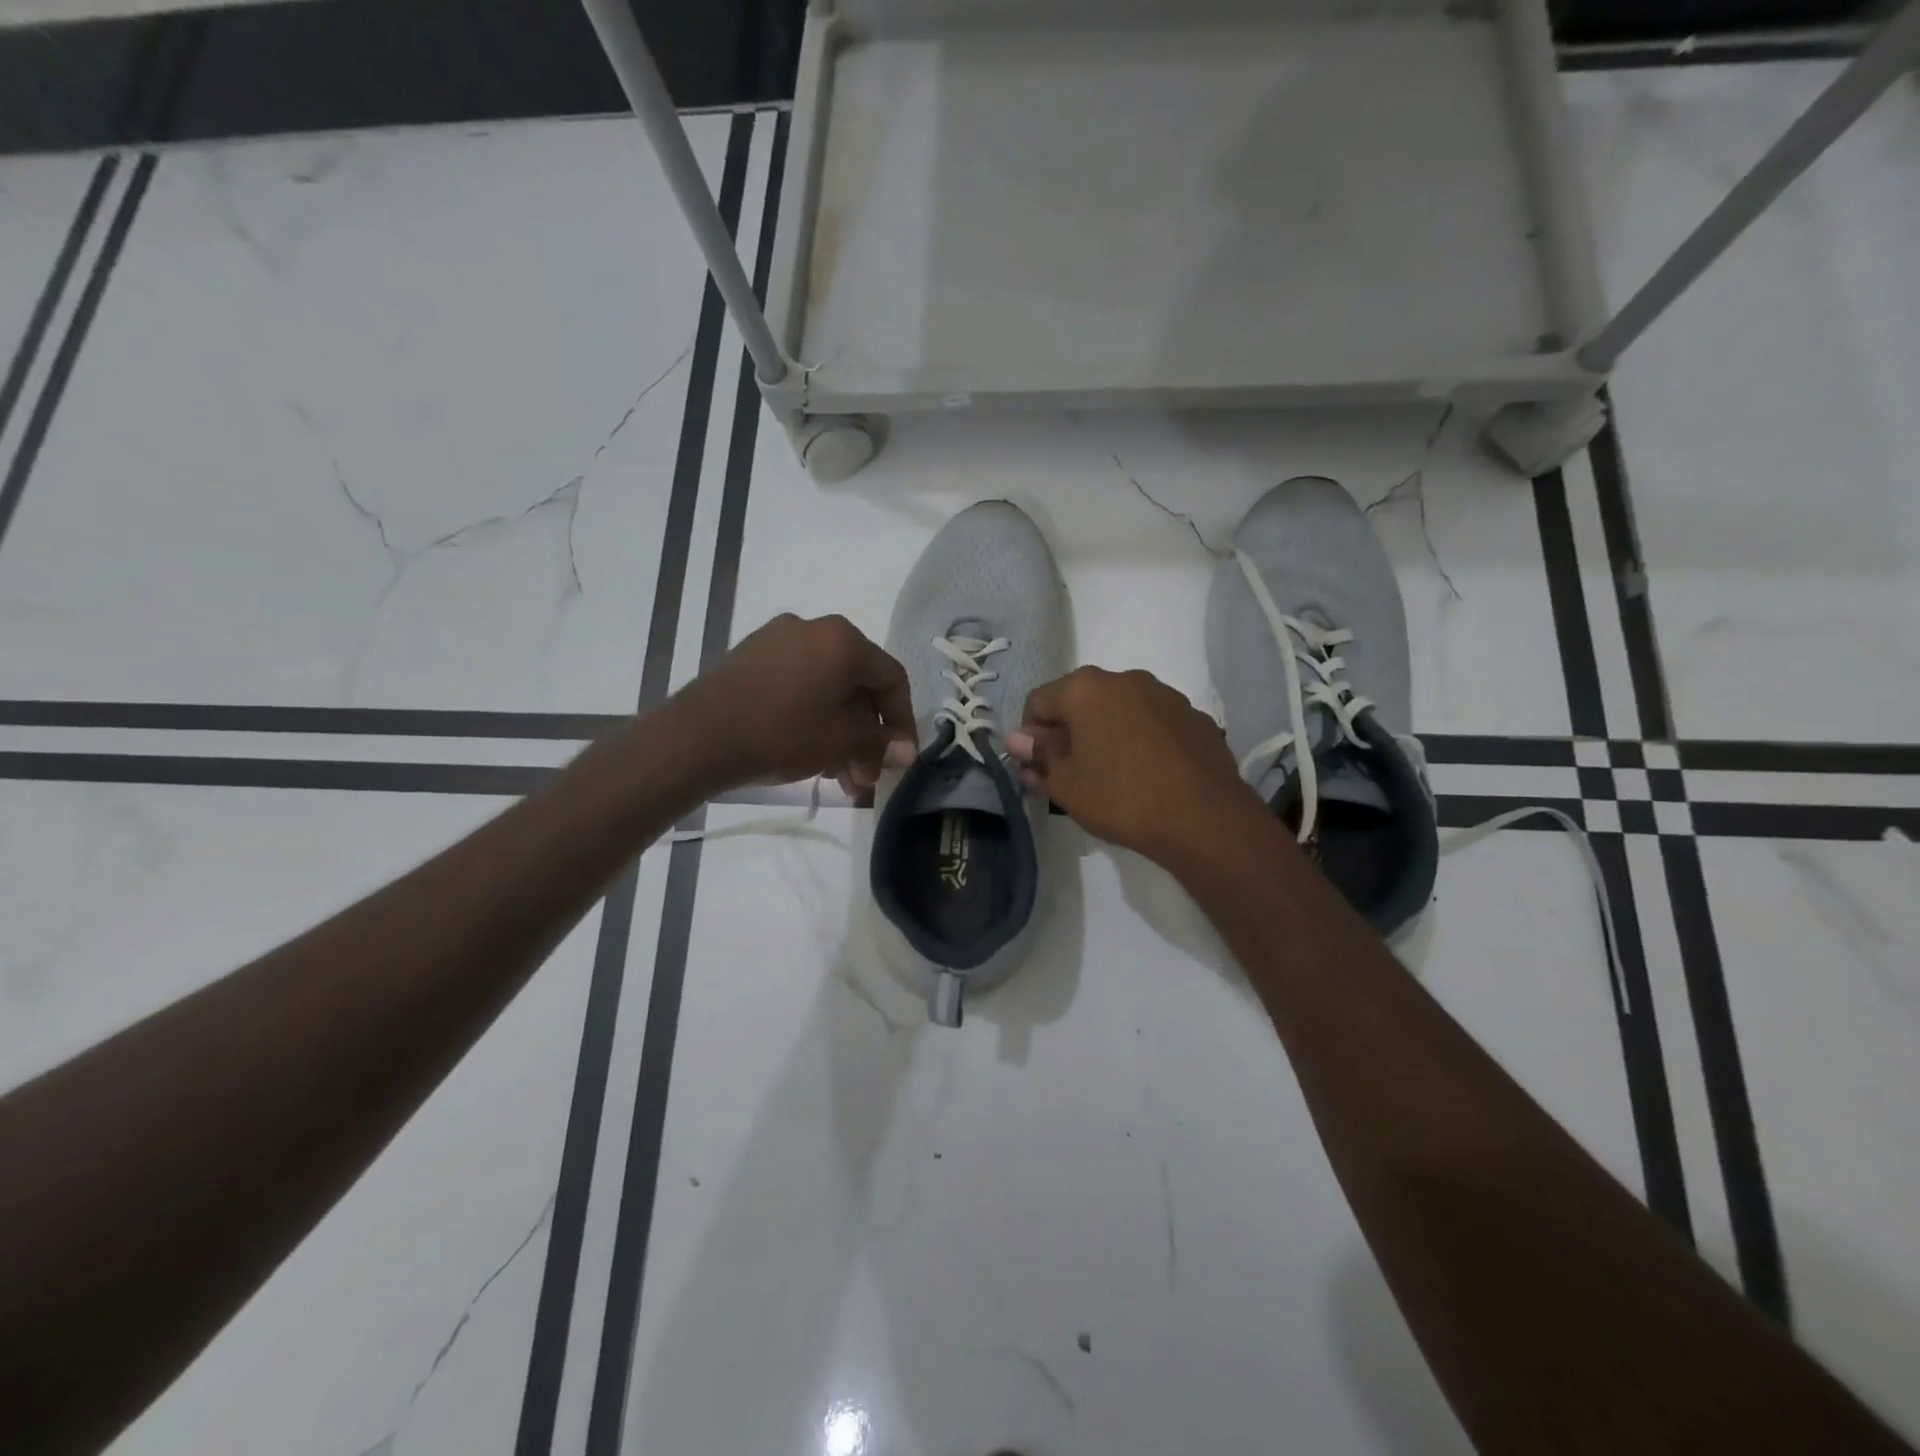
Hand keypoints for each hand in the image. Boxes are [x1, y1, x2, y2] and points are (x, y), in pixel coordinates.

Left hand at [677, 614, 917, 791]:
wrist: (696, 737)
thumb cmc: (781, 733)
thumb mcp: (839, 742)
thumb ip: (880, 743)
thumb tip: (908, 752)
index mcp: (844, 640)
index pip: (891, 679)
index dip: (903, 722)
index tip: (901, 759)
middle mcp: (814, 629)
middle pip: (857, 686)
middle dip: (867, 737)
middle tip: (866, 777)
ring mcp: (778, 640)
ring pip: (827, 690)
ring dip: (841, 734)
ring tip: (839, 779)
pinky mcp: (751, 657)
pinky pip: (798, 686)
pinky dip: (813, 718)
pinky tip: (811, 756)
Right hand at [1007, 667, 1262, 865]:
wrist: (1205, 818)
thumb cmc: (1122, 798)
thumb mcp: (1066, 784)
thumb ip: (1039, 755)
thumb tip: (1019, 738)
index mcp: (1086, 688)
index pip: (1038, 702)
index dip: (1030, 737)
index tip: (1037, 769)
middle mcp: (1125, 678)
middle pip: (1079, 702)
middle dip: (1067, 734)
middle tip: (1068, 776)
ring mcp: (1165, 695)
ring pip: (1118, 710)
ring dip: (1104, 735)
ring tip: (1110, 777)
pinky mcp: (1194, 716)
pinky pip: (1151, 723)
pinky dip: (1139, 741)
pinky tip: (1147, 776)